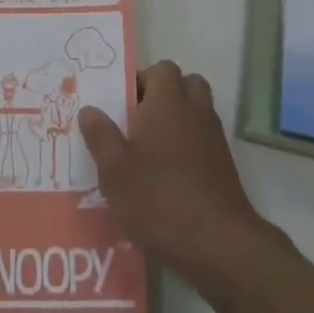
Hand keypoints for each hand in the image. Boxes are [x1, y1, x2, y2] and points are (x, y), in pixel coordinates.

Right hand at [79, 60, 289, 298]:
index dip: (142, 80)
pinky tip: (170, 176)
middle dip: (164, 96)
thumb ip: (101, 136)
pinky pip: (205, 139)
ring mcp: (214, 137)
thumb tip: (89, 109)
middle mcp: (194, 110)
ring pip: (197, 111)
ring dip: (178, 120)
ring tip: (152, 150)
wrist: (218, 244)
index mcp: (167, 102)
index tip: (123, 104)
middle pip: (185, 84)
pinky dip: (190, 146)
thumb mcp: (115, 171)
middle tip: (138, 122)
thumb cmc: (158, 199)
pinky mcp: (225, 166)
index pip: (161, 68)